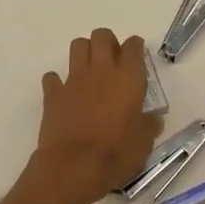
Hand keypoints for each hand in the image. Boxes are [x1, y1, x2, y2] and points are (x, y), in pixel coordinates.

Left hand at [33, 29, 163, 203]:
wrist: (74, 167)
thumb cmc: (115, 154)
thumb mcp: (144, 143)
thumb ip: (148, 125)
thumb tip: (152, 119)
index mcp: (128, 78)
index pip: (133, 46)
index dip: (135, 47)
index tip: (137, 57)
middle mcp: (101, 71)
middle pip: (102, 36)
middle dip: (108, 42)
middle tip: (113, 61)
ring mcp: (73, 80)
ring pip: (77, 46)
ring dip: (84, 52)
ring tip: (90, 71)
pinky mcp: (52, 94)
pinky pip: (52, 77)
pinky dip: (58, 82)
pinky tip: (65, 94)